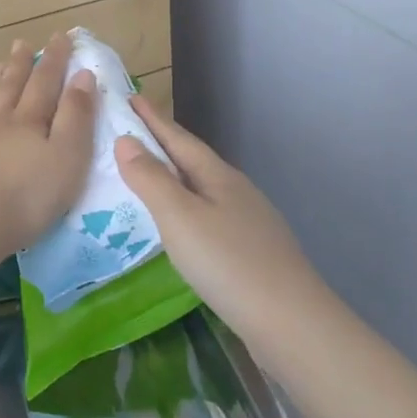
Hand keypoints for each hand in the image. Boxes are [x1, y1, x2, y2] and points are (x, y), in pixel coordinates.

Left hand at [0, 33, 97, 257]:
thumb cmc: (30, 195)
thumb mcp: (68, 156)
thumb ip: (76, 115)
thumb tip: (83, 74)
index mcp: (30, 120)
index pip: (46, 81)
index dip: (55, 58)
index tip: (60, 36)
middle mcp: (0, 123)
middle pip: (12, 86)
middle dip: (20, 64)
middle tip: (21, 43)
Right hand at [113, 97, 324, 335]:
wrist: (291, 322)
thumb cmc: (227, 263)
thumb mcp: (179, 217)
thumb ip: (150, 179)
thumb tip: (125, 140)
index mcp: (217, 176)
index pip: (178, 138)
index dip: (152, 118)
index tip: (130, 95)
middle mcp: (235, 191)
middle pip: (193, 159)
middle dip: (163, 142)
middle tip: (132, 129)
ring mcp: (248, 221)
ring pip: (203, 187)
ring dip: (175, 176)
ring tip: (148, 174)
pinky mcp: (252, 250)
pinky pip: (209, 214)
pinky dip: (187, 207)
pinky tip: (181, 224)